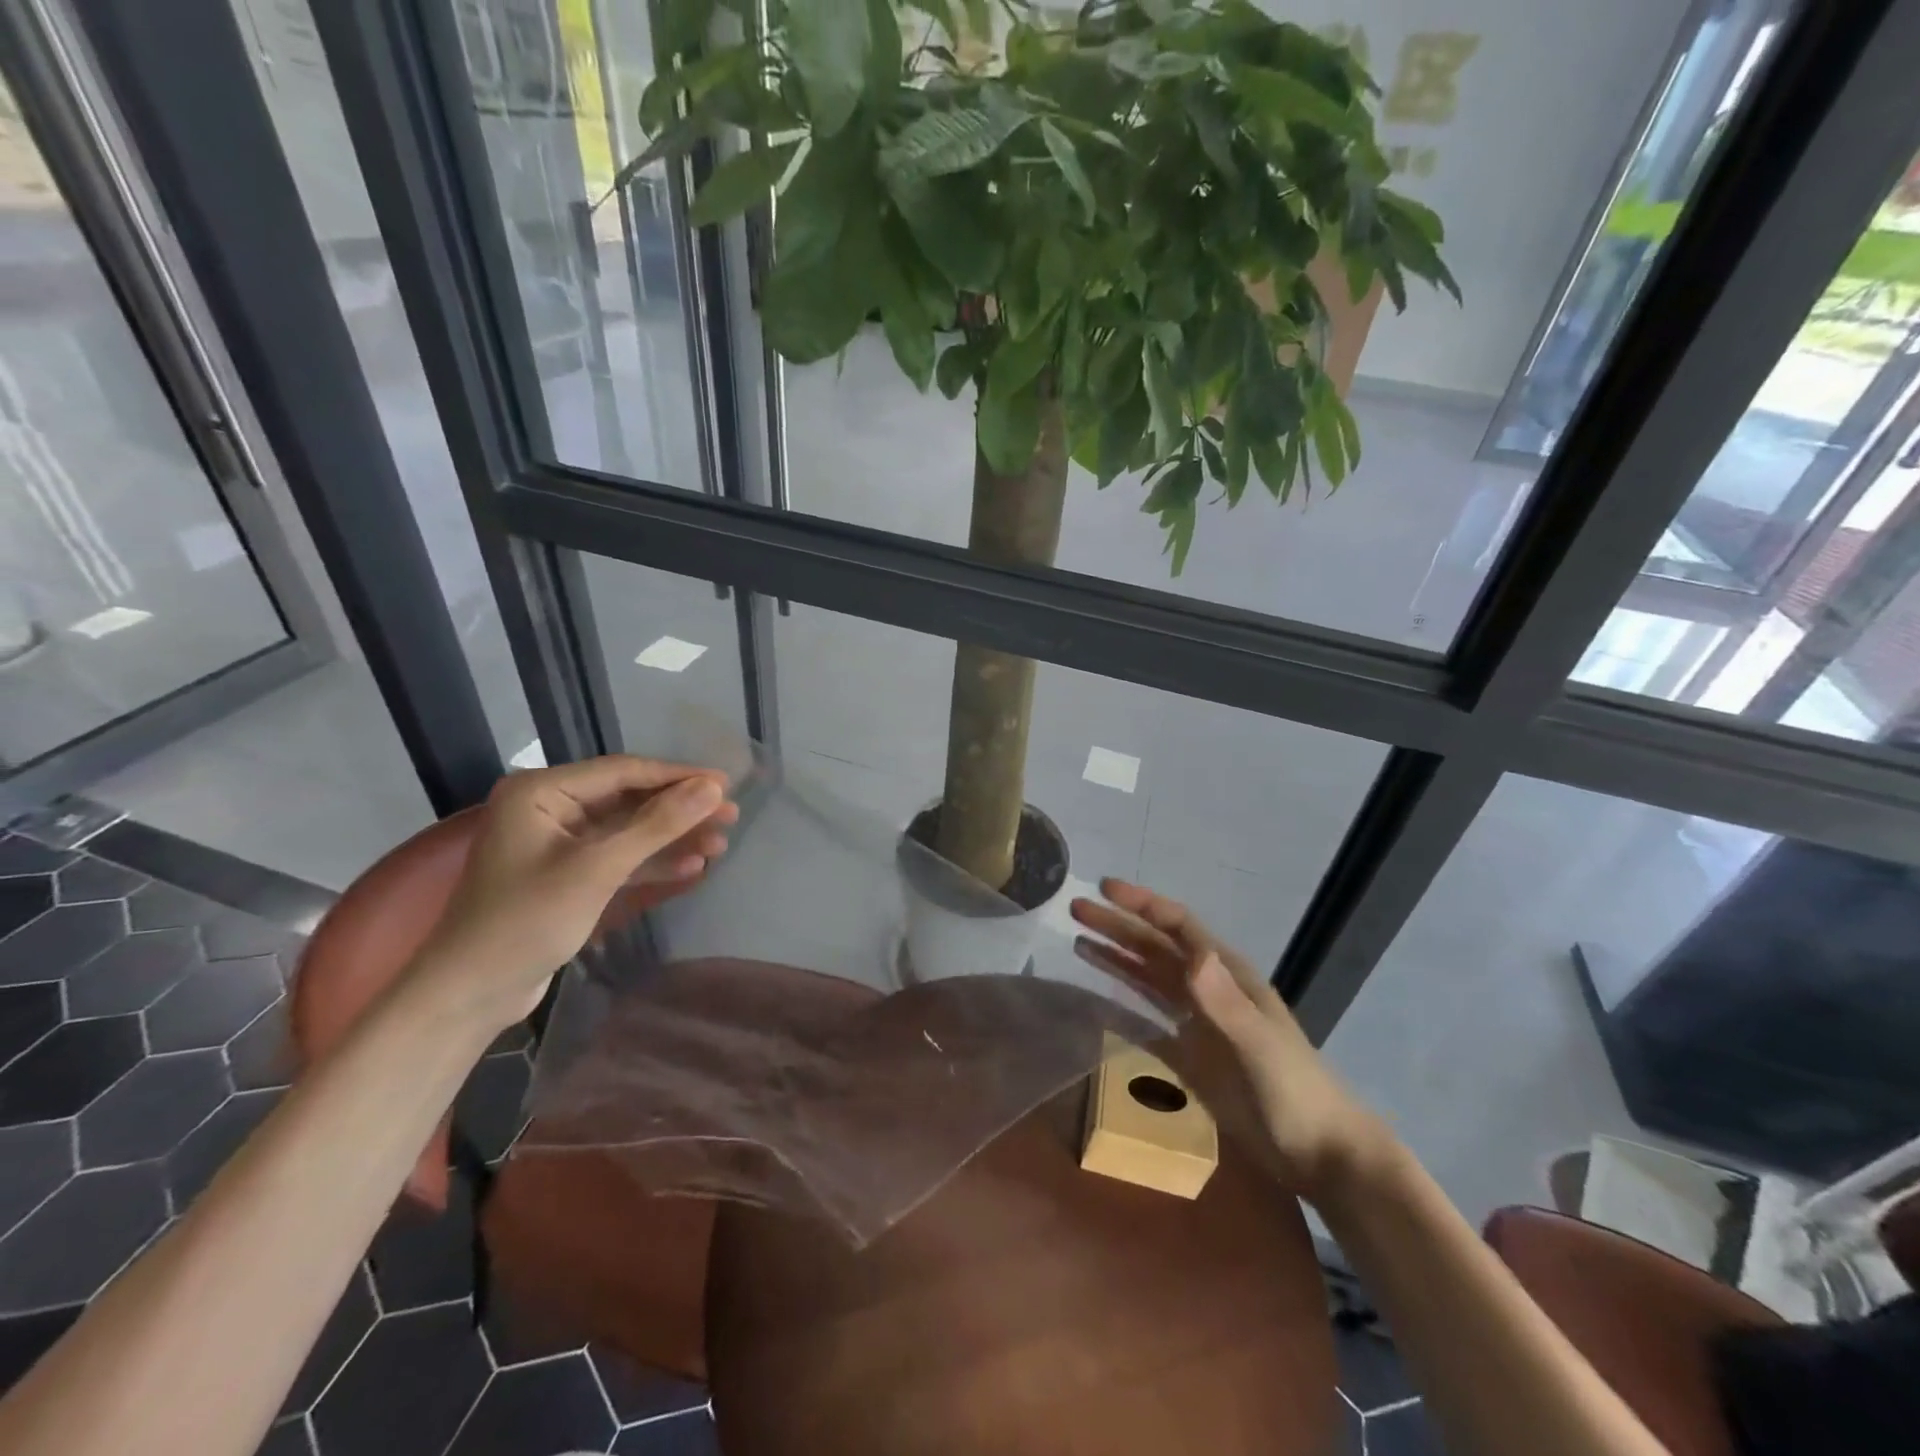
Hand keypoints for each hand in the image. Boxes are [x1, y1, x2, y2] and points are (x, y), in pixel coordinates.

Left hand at [416, 756, 739, 1032]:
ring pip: (629, 829)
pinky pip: (619, 856)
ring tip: (721, 842)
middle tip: (731, 815)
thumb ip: (657, 825)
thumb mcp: (598, 869)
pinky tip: (692, 866)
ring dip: (673, 837)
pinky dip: (652, 862)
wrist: (471, 994)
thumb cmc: (527, 921)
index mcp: (542, 791)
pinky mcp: (568, 873)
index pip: (624, 771)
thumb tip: (713, 788)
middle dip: (680, 809)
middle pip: (630, 798)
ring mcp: (559, 842)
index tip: (726, 784)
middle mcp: (549, 807)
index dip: (679, 776)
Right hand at [1071, 878, 1395, 1203]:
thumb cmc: (1294, 1092)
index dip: (1142, 905)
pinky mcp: (1190, 1055)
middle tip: (1076, 910)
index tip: (1104, 888)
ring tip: (1079, 942)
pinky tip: (1097, 1002)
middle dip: (1118, 926)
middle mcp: (1209, 990)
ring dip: (1116, 958)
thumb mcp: (1259, 1044)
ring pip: (1149, 978)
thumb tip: (1192, 954)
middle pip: (1156, 948)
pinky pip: (1148, 1021)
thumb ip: (1224, 1002)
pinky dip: (1123, 1007)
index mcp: (1227, 976)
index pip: (1179, 927)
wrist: (1320, 1154)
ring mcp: (1199, 1022)